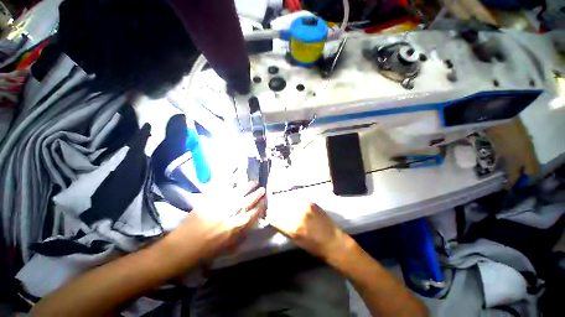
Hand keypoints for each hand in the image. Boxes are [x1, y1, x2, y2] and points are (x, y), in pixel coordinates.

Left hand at [162, 182, 265, 262]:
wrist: (181, 248)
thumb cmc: (204, 253)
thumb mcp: (226, 249)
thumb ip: (240, 238)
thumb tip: (250, 228)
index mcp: (233, 229)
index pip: (251, 215)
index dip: (259, 207)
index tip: (264, 202)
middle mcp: (228, 216)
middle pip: (246, 202)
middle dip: (256, 195)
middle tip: (262, 189)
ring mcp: (218, 208)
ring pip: (236, 195)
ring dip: (246, 188)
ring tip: (253, 182)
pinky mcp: (208, 203)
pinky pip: (222, 192)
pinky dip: (231, 187)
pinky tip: (236, 183)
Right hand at [266, 201, 349, 260]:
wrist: (333, 241)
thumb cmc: (314, 247)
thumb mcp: (295, 241)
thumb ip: (284, 227)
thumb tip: (275, 218)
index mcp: (292, 227)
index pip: (274, 217)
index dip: (270, 216)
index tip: (269, 216)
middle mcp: (298, 213)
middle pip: (280, 207)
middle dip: (276, 209)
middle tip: (276, 211)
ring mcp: (305, 206)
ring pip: (288, 201)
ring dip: (284, 204)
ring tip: (285, 207)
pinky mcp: (311, 202)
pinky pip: (297, 199)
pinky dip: (293, 202)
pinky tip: (294, 205)